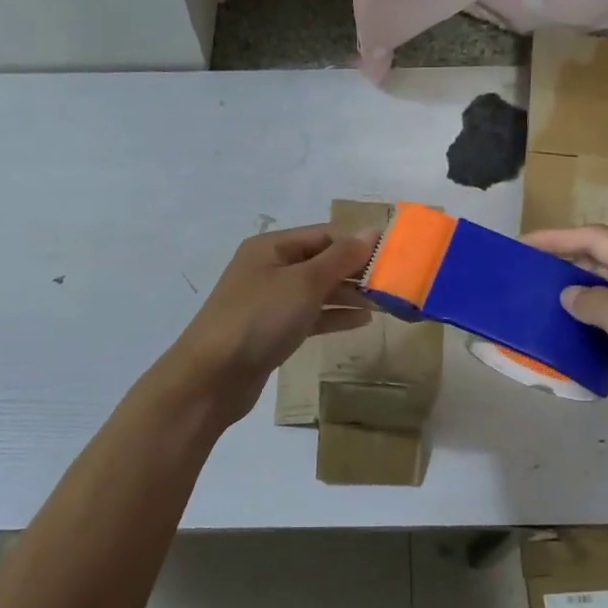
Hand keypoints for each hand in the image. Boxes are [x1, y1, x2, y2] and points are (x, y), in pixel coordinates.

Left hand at [156, 224, 374, 422]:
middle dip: (356, 270)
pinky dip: (334, 317)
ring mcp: (269, 302)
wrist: (212, 377)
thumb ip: (340, 258)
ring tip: (385, 302)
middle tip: (395, 282)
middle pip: (321, 261)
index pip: (324, 235)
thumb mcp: (304, 283)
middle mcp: (269, 268)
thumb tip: (371, 231)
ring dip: (349, 295)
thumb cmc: (259, 318)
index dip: (358, 242)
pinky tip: (362, 321)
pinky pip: (310, 316)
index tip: (394, 254)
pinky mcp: (272, 331)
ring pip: (317, 291)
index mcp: (272, 246)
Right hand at [523, 225, 607, 469]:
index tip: (522, 244)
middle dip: (567, 261)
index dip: (558, 237)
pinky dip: (599, 317)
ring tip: (545, 300)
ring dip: (581, 290)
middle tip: (528, 274)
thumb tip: (571, 294)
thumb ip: (598, 305)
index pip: (599, 239)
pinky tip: (579, 332)